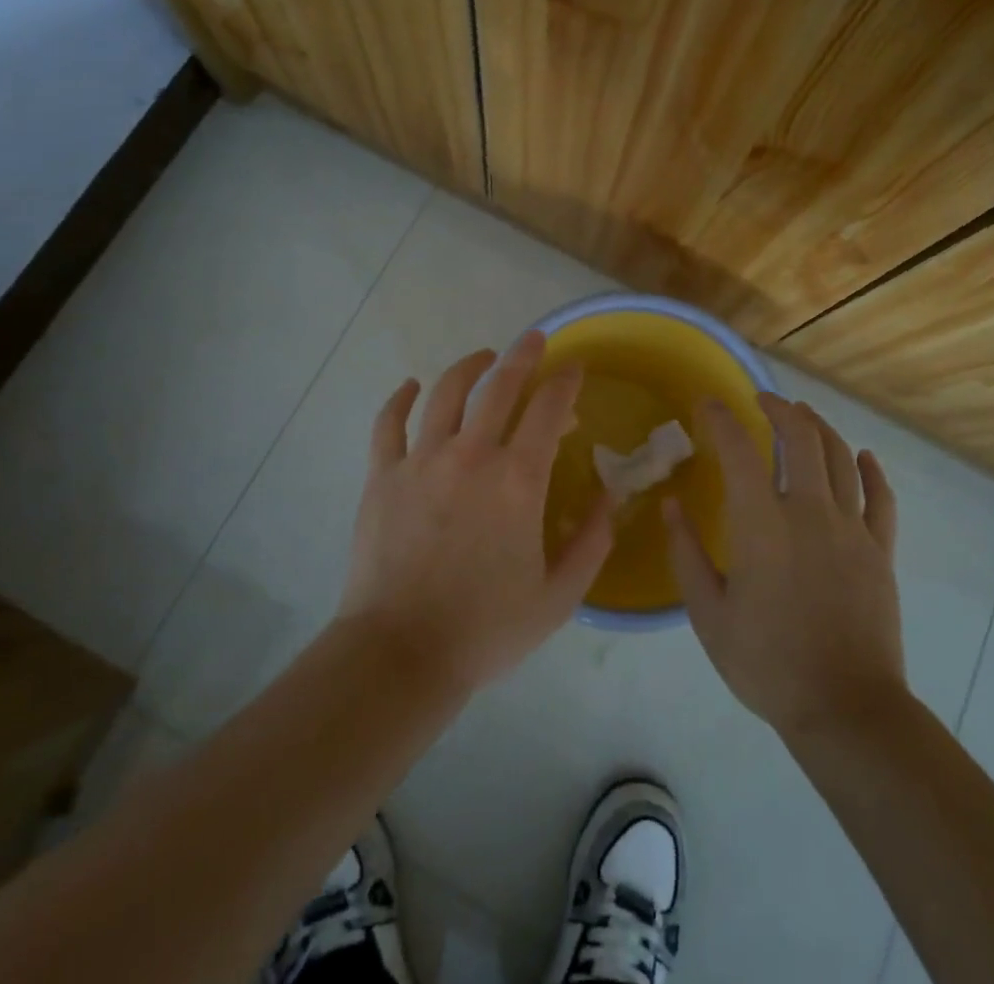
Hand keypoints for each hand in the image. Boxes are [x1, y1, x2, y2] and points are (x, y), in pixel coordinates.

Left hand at [336, 330, 614, 693]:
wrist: (400, 654)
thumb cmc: (486, 628)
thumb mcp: (559, 596)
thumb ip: (592, 541)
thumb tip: (610, 496)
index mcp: (517, 480)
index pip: (548, 409)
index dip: (566, 381)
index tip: (575, 367)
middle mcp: (471, 455)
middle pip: (500, 386)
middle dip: (523, 356)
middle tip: (534, 340)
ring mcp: (421, 460)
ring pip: (446, 393)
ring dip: (469, 367)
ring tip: (483, 357)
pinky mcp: (383, 475)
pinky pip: (389, 423)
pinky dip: (400, 398)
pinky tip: (411, 386)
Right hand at [666, 395, 904, 739]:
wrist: (846, 709)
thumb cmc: (767, 663)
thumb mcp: (709, 614)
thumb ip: (686, 553)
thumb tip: (670, 505)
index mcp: (762, 524)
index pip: (739, 450)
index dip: (721, 418)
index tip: (708, 403)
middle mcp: (810, 512)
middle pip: (801, 437)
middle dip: (780, 409)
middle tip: (763, 400)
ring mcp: (852, 529)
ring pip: (841, 457)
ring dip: (820, 427)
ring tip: (803, 415)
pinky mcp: (881, 551)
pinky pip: (881, 497)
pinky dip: (871, 470)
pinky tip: (862, 456)